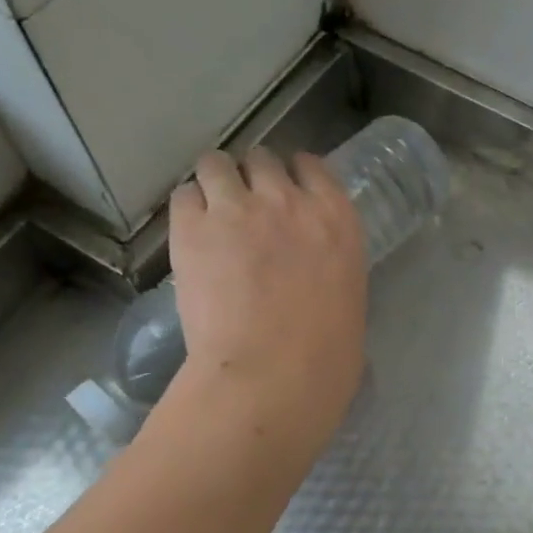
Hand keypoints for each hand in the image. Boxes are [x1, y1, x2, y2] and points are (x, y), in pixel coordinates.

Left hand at [163, 148, 367, 449]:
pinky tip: (190, 235)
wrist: (273, 373)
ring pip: (216, 164)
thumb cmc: (326, 356)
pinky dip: (188, 209)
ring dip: (215, 184)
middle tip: (244, 209)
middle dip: (252, 178)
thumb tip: (312, 273)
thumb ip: (328, 266)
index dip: (294, 175)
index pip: (312, 167)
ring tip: (210, 214)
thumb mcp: (348, 297)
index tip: (285, 191)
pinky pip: (184, 195)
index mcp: (337, 220)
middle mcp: (288, 200)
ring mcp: (237, 208)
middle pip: (262, 159)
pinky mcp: (192, 228)